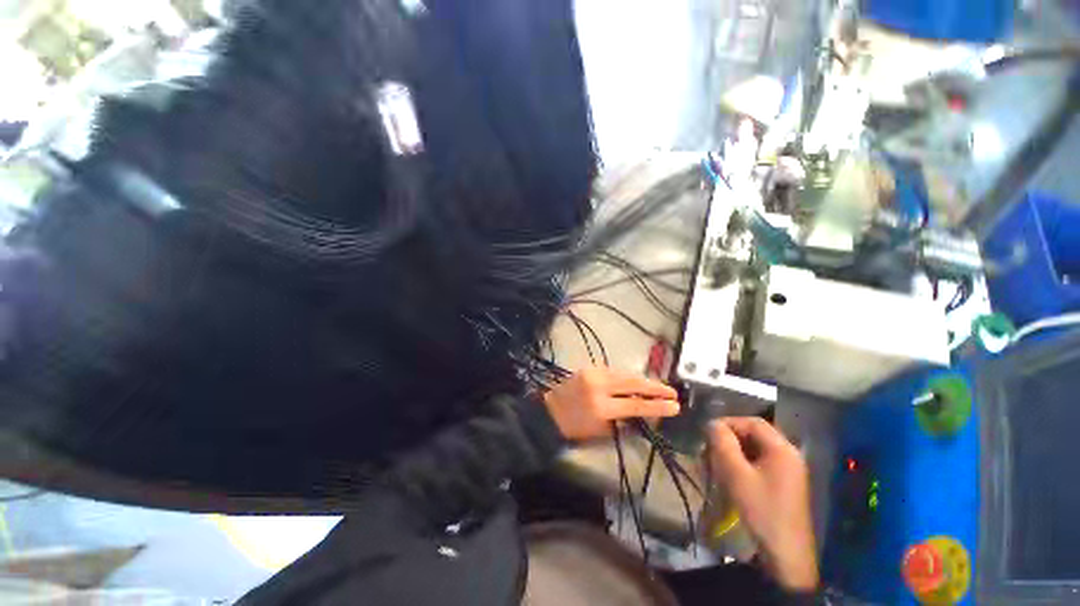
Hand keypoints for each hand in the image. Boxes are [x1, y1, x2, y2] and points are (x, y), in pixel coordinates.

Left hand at [543, 367, 679, 440]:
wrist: (551, 412)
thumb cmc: (577, 428)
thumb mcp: (603, 430)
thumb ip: (626, 421)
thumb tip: (647, 413)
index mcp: (601, 407)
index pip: (636, 405)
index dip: (657, 406)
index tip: (675, 406)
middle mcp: (598, 386)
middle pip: (633, 383)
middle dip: (655, 386)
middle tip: (672, 392)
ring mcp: (593, 373)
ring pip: (625, 373)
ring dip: (643, 380)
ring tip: (658, 387)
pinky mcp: (590, 367)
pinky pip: (614, 371)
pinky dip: (627, 376)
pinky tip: (637, 381)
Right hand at [708, 418, 818, 591]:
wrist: (785, 554)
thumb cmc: (760, 509)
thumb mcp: (735, 474)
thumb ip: (722, 443)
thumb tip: (712, 423)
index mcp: (782, 449)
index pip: (752, 422)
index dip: (728, 423)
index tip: (708, 434)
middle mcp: (789, 455)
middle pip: (754, 435)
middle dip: (730, 439)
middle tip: (710, 451)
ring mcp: (789, 470)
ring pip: (756, 449)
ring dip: (734, 452)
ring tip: (717, 464)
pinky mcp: (785, 484)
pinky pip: (761, 463)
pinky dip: (743, 464)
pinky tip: (731, 476)